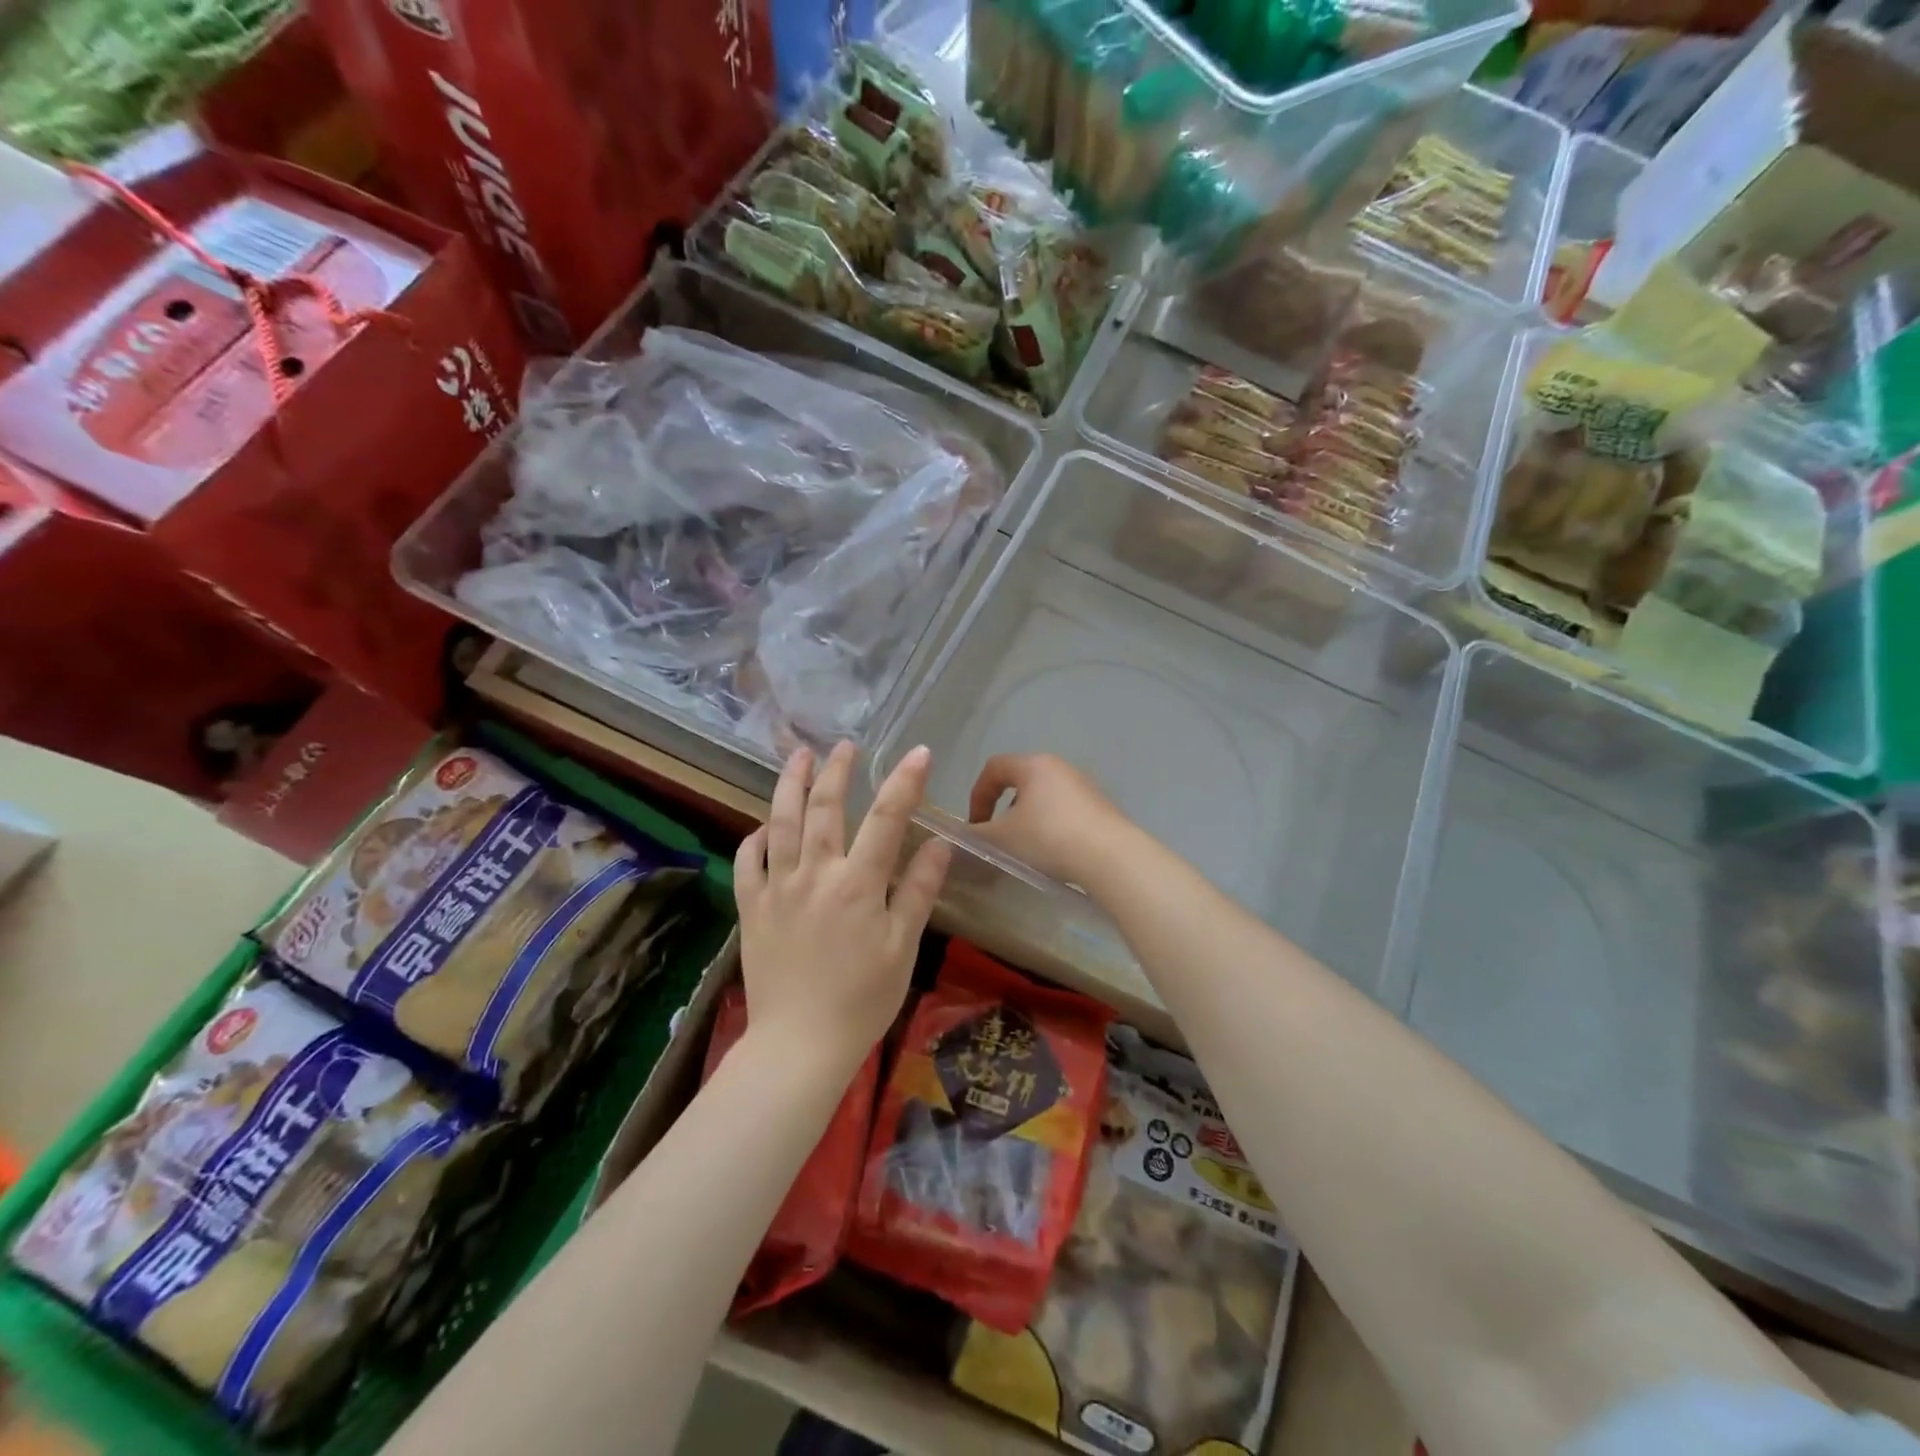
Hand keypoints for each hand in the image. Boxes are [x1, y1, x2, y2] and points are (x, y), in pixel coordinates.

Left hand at [735, 741, 949, 1064]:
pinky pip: (748, 862)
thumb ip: (918, 891)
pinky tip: (763, 826)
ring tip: (799, 757)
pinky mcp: (752, 908)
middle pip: (825, 807)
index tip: (918, 752)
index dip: (904, 782)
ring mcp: (777, 888)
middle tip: (845, 745)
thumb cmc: (862, 999)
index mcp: (858, 884)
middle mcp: (815, 874)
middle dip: (837, 771)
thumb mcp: (902, 947)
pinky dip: (755, 838)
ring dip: (790, 785)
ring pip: (781, 823)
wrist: (798, 1045)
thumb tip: (940, 844)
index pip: (886, 819)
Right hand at [966, 753, 1135, 888]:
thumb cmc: (1047, 838)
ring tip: (1026, 849)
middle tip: (999, 837)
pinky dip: (1051, 826)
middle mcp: (1059, 767)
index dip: (977, 795)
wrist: (1110, 857)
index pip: (993, 768)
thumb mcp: (1001, 839)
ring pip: (1043, 797)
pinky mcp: (1100, 806)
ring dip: (1027, 819)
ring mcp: (1083, 785)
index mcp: (1032, 765)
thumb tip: (958, 836)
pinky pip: (1065, 810)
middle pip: (1020, 781)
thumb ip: (974, 835)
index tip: (976, 825)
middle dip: (1003, 809)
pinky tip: (1054, 852)